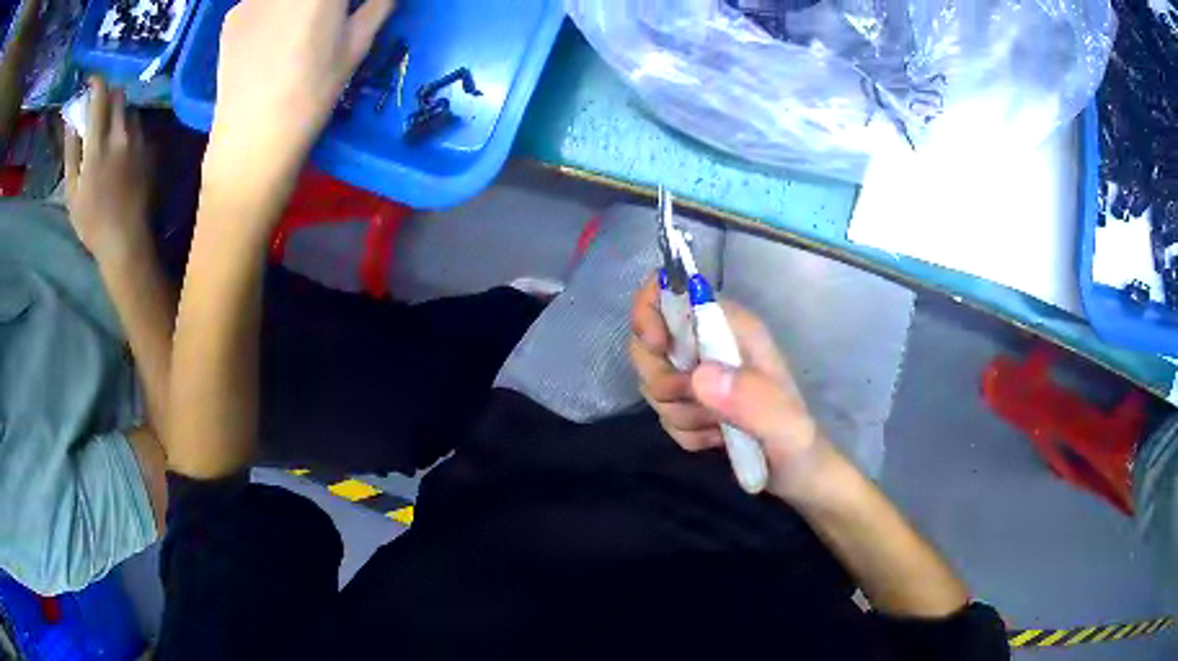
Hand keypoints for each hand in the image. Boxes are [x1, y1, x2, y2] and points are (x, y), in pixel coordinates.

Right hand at [64, 78, 152, 262]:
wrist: (125, 240)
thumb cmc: (91, 221)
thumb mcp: (72, 191)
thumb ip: (71, 152)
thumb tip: (70, 122)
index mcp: (98, 144)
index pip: (100, 97)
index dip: (96, 82)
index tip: (90, 80)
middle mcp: (121, 134)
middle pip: (119, 95)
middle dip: (107, 93)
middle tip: (97, 104)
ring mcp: (138, 139)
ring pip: (129, 108)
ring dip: (118, 109)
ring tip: (107, 125)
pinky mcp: (149, 148)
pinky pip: (138, 125)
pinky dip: (126, 124)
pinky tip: (119, 143)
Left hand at [206, 0, 394, 206]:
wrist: (251, 140)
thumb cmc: (312, 93)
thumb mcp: (357, 45)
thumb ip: (379, 4)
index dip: (345, 0)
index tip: (351, 8)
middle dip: (324, 1)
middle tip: (331, 15)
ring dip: (298, 4)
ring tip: (300, 28)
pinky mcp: (232, 16)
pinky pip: (262, 1)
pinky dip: (273, 9)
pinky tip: (272, 39)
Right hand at [630, 278, 842, 501]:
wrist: (800, 478)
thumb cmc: (800, 446)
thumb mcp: (786, 426)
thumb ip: (752, 399)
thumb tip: (698, 377)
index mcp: (736, 329)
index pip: (675, 289)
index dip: (651, 312)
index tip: (659, 349)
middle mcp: (714, 344)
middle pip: (649, 339)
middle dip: (662, 378)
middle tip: (693, 402)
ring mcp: (702, 374)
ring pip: (653, 380)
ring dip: (677, 412)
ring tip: (717, 428)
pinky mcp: (694, 402)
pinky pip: (662, 411)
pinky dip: (682, 431)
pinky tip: (713, 440)